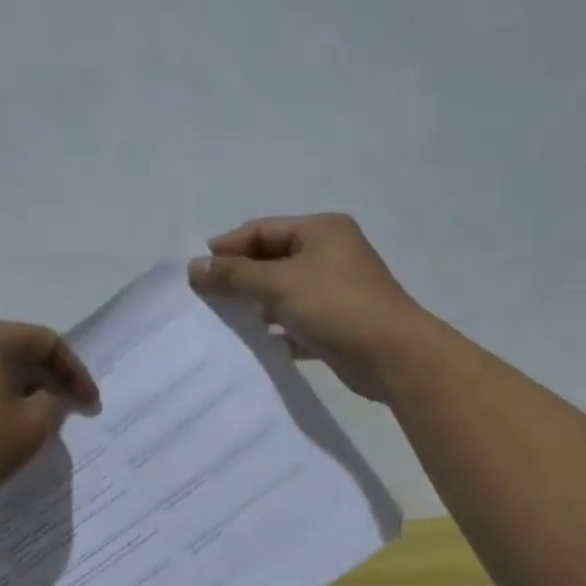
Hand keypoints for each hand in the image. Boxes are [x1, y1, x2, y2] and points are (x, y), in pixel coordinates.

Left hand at [0, 317, 98, 524]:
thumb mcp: (30, 429)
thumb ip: (54, 405)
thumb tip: (50, 397)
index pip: (47, 342)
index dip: (76, 373)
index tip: (91, 406)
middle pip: (18, 350)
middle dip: (49, 380)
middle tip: (69, 411)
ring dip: (21, 391)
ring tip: (36, 423)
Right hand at [189, 214, 432, 400]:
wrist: (392, 356)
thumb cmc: (336, 306)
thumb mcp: (279, 284)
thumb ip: (234, 275)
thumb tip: (194, 266)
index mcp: (320, 230)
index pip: (261, 230)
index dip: (226, 247)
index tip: (194, 270)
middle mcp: (329, 254)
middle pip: (271, 260)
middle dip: (238, 278)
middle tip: (203, 298)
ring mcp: (335, 290)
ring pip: (283, 292)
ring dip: (255, 305)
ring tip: (221, 321)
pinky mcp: (336, 323)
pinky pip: (296, 321)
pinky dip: (275, 330)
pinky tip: (252, 344)